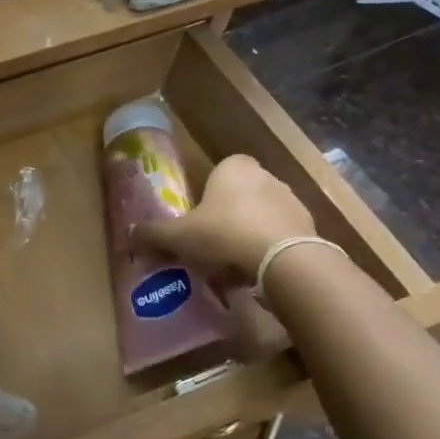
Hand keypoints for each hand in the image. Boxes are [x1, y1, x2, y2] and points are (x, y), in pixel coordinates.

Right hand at [134, 154, 315, 281]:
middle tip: (208, 245)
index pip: (216, 175)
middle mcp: (266, 176)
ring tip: (231, 265)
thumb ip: (153, 234)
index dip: (204, 198)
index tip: (195, 222)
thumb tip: (130, 236)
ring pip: (259, 217)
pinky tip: (254, 271)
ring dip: (246, 235)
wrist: (284, 260)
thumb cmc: (224, 234)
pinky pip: (279, 236)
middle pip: (237, 197)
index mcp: (234, 167)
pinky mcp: (309, 227)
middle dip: (225, 218)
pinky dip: (267, 250)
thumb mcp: (178, 236)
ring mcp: (291, 200)